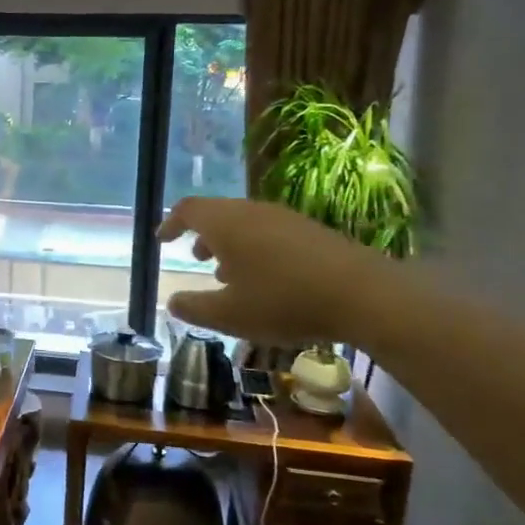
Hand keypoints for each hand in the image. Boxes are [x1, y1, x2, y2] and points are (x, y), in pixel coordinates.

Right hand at [159, 197, 399, 344]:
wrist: (363, 294)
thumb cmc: (283, 301)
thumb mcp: (229, 315)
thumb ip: (194, 308)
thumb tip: (172, 302)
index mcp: (226, 224)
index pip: (188, 210)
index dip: (171, 223)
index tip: (162, 240)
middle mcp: (252, 212)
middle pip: (218, 213)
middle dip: (202, 234)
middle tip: (195, 257)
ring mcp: (284, 219)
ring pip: (245, 223)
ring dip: (229, 243)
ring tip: (227, 273)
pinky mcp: (310, 231)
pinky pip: (269, 232)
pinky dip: (254, 248)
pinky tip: (265, 279)